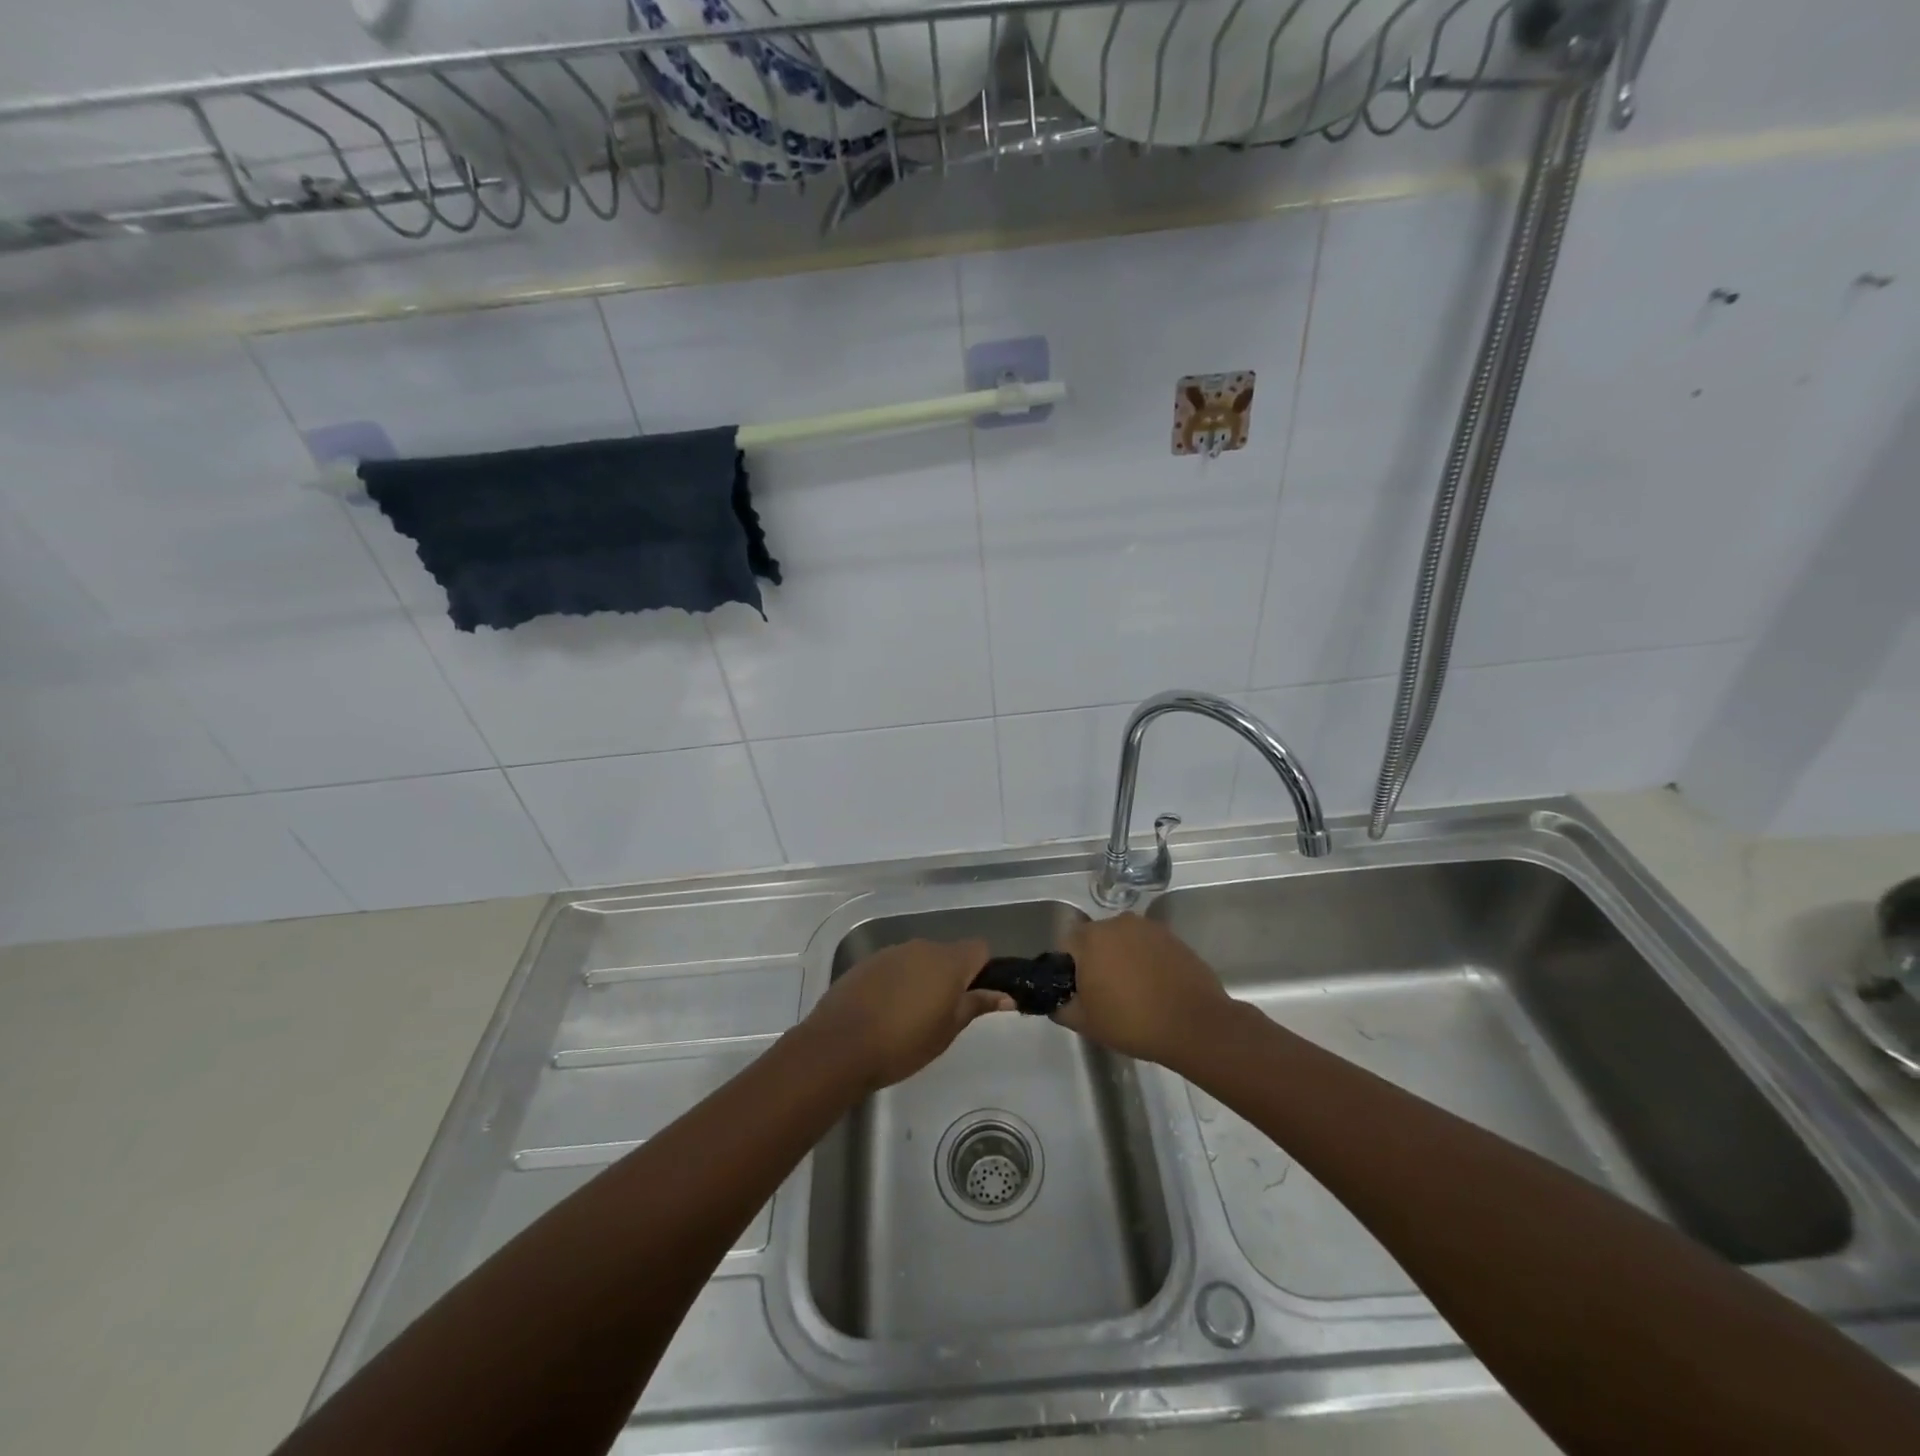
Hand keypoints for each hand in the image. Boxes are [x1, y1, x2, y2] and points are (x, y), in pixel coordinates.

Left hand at [802, 938, 1013, 1090]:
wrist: (840, 1045)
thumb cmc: (904, 1043)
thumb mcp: (948, 1030)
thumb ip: (976, 1005)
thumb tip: (1006, 995)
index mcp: (948, 961)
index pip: (979, 949)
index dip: (983, 970)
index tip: (975, 998)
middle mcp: (921, 947)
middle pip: (948, 954)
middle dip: (951, 977)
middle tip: (943, 1014)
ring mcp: (891, 952)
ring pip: (919, 960)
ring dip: (923, 979)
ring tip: (911, 1016)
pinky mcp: (867, 962)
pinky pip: (894, 967)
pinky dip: (897, 983)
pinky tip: (885, 1012)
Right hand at [1054, 913, 1236, 1070]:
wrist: (1195, 1025)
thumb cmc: (1133, 1022)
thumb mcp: (1085, 1023)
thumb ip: (1060, 1007)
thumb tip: (1055, 1001)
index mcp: (1091, 938)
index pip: (1066, 944)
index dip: (1068, 968)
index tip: (1079, 991)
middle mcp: (1117, 923)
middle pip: (1095, 939)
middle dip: (1095, 960)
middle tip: (1104, 993)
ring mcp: (1148, 928)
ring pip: (1122, 941)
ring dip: (1121, 958)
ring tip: (1132, 991)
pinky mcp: (1172, 937)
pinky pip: (1147, 946)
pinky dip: (1145, 960)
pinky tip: (1154, 986)